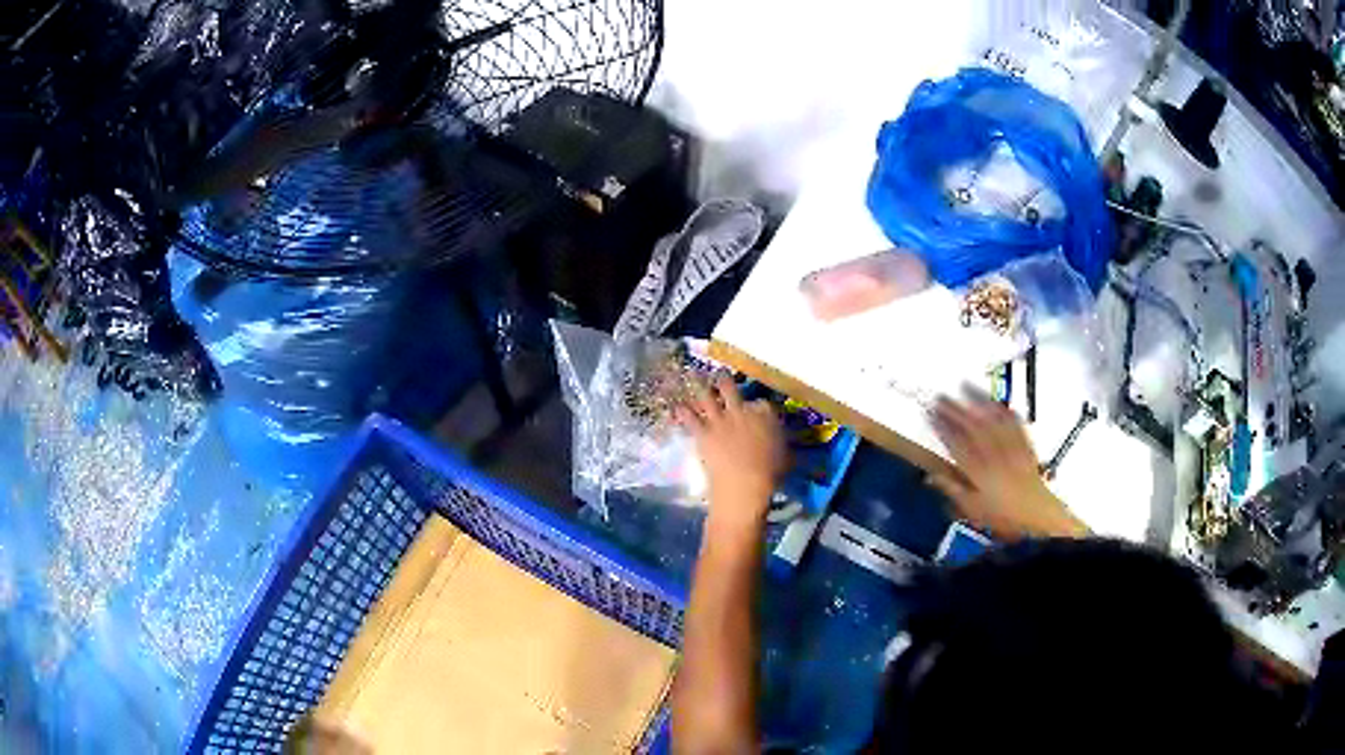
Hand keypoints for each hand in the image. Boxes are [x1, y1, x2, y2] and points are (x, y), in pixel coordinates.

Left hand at [679, 376, 787, 531]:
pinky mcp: (704, 433)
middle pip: (731, 389)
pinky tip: (677, 406)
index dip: (758, 405)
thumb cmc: (771, 473)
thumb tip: (782, 444)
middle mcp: (741, 411)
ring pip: (707, 397)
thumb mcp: (785, 455)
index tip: (757, 407)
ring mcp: (720, 420)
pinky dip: (683, 412)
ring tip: (693, 373)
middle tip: (721, 372)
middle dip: (725, 380)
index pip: (762, 403)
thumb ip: (781, 444)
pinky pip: (690, 419)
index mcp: (765, 415)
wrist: (744, 483)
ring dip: (700, 385)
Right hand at [928, 394, 1086, 540]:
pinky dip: (1004, 410)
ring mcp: (1011, 449)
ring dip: (979, 402)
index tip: (930, 414)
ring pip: (993, 421)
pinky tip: (996, 401)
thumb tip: (930, 477)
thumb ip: (952, 491)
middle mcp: (995, 456)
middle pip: (973, 428)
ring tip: (965, 386)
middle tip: (941, 396)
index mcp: (979, 473)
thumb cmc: (1002, 517)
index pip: (957, 445)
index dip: (942, 428)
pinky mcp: (1025, 446)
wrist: (1037, 517)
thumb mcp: (972, 511)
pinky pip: (1015, 424)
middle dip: (955, 410)